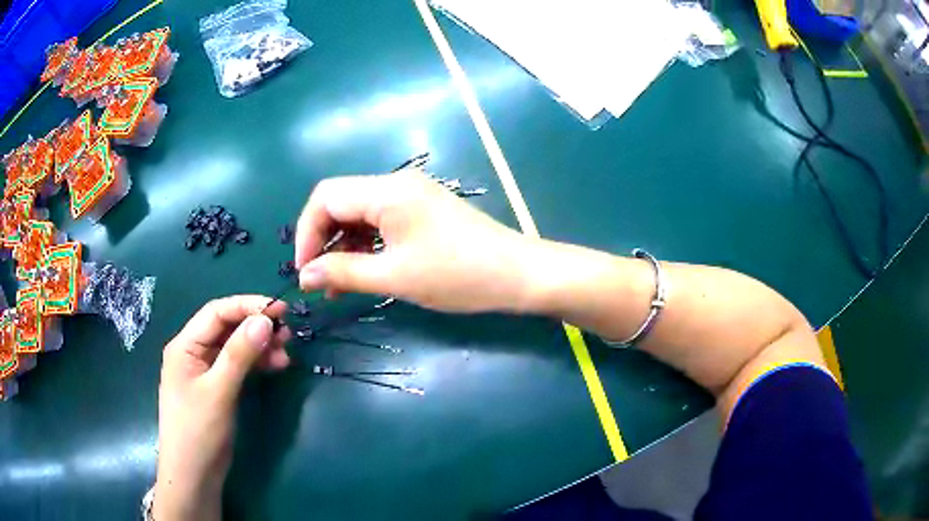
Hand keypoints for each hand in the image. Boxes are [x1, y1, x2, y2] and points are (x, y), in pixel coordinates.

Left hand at [154, 296, 289, 520]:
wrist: (194, 475)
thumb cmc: (198, 431)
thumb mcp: (218, 391)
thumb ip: (239, 355)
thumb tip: (264, 320)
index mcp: (185, 346)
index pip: (216, 313)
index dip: (247, 306)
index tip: (279, 310)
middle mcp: (194, 352)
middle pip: (226, 328)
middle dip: (255, 326)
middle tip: (287, 333)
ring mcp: (206, 371)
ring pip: (235, 347)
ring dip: (259, 346)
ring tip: (286, 352)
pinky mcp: (217, 389)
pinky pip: (238, 367)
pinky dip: (257, 364)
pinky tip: (276, 367)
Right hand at [295, 171, 533, 312]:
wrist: (518, 274)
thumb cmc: (457, 275)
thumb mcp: (395, 277)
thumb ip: (343, 273)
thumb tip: (304, 275)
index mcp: (387, 191)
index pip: (325, 198)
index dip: (306, 233)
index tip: (305, 271)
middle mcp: (396, 184)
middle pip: (340, 201)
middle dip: (323, 239)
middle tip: (319, 279)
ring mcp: (412, 195)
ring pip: (359, 213)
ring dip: (343, 245)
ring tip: (337, 285)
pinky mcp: (422, 210)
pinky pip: (380, 221)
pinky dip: (365, 245)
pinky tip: (362, 271)